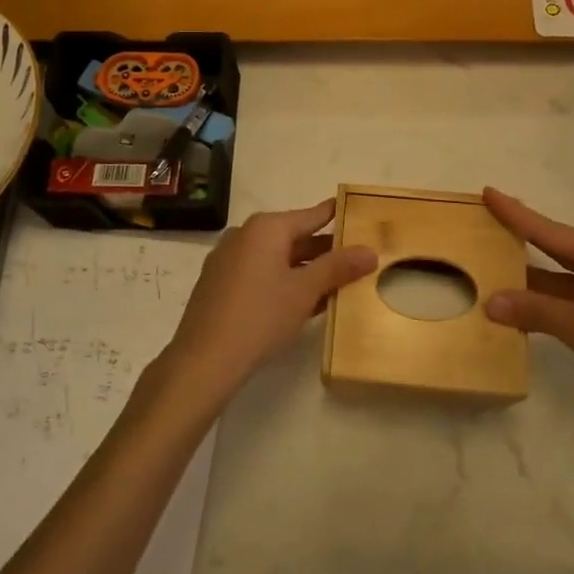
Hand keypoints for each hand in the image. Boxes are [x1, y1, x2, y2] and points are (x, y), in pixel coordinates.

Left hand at [162, 199, 376, 403]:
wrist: (203, 360)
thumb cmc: (260, 316)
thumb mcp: (305, 291)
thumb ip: (338, 267)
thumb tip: (370, 250)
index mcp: (266, 228)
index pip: (311, 216)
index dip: (336, 216)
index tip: (357, 213)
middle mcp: (245, 235)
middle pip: (294, 236)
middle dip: (324, 249)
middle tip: (356, 257)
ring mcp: (228, 259)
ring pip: (277, 257)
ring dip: (305, 269)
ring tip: (336, 282)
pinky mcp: (220, 284)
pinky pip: (260, 273)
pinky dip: (283, 281)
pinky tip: (302, 301)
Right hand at [481, 189, 573, 434]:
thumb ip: (536, 311)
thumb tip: (491, 301)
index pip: (548, 229)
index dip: (516, 213)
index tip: (488, 191)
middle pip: (558, 246)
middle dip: (524, 238)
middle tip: (489, 225)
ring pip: (568, 274)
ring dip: (536, 276)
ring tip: (499, 267)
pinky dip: (553, 296)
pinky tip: (532, 306)